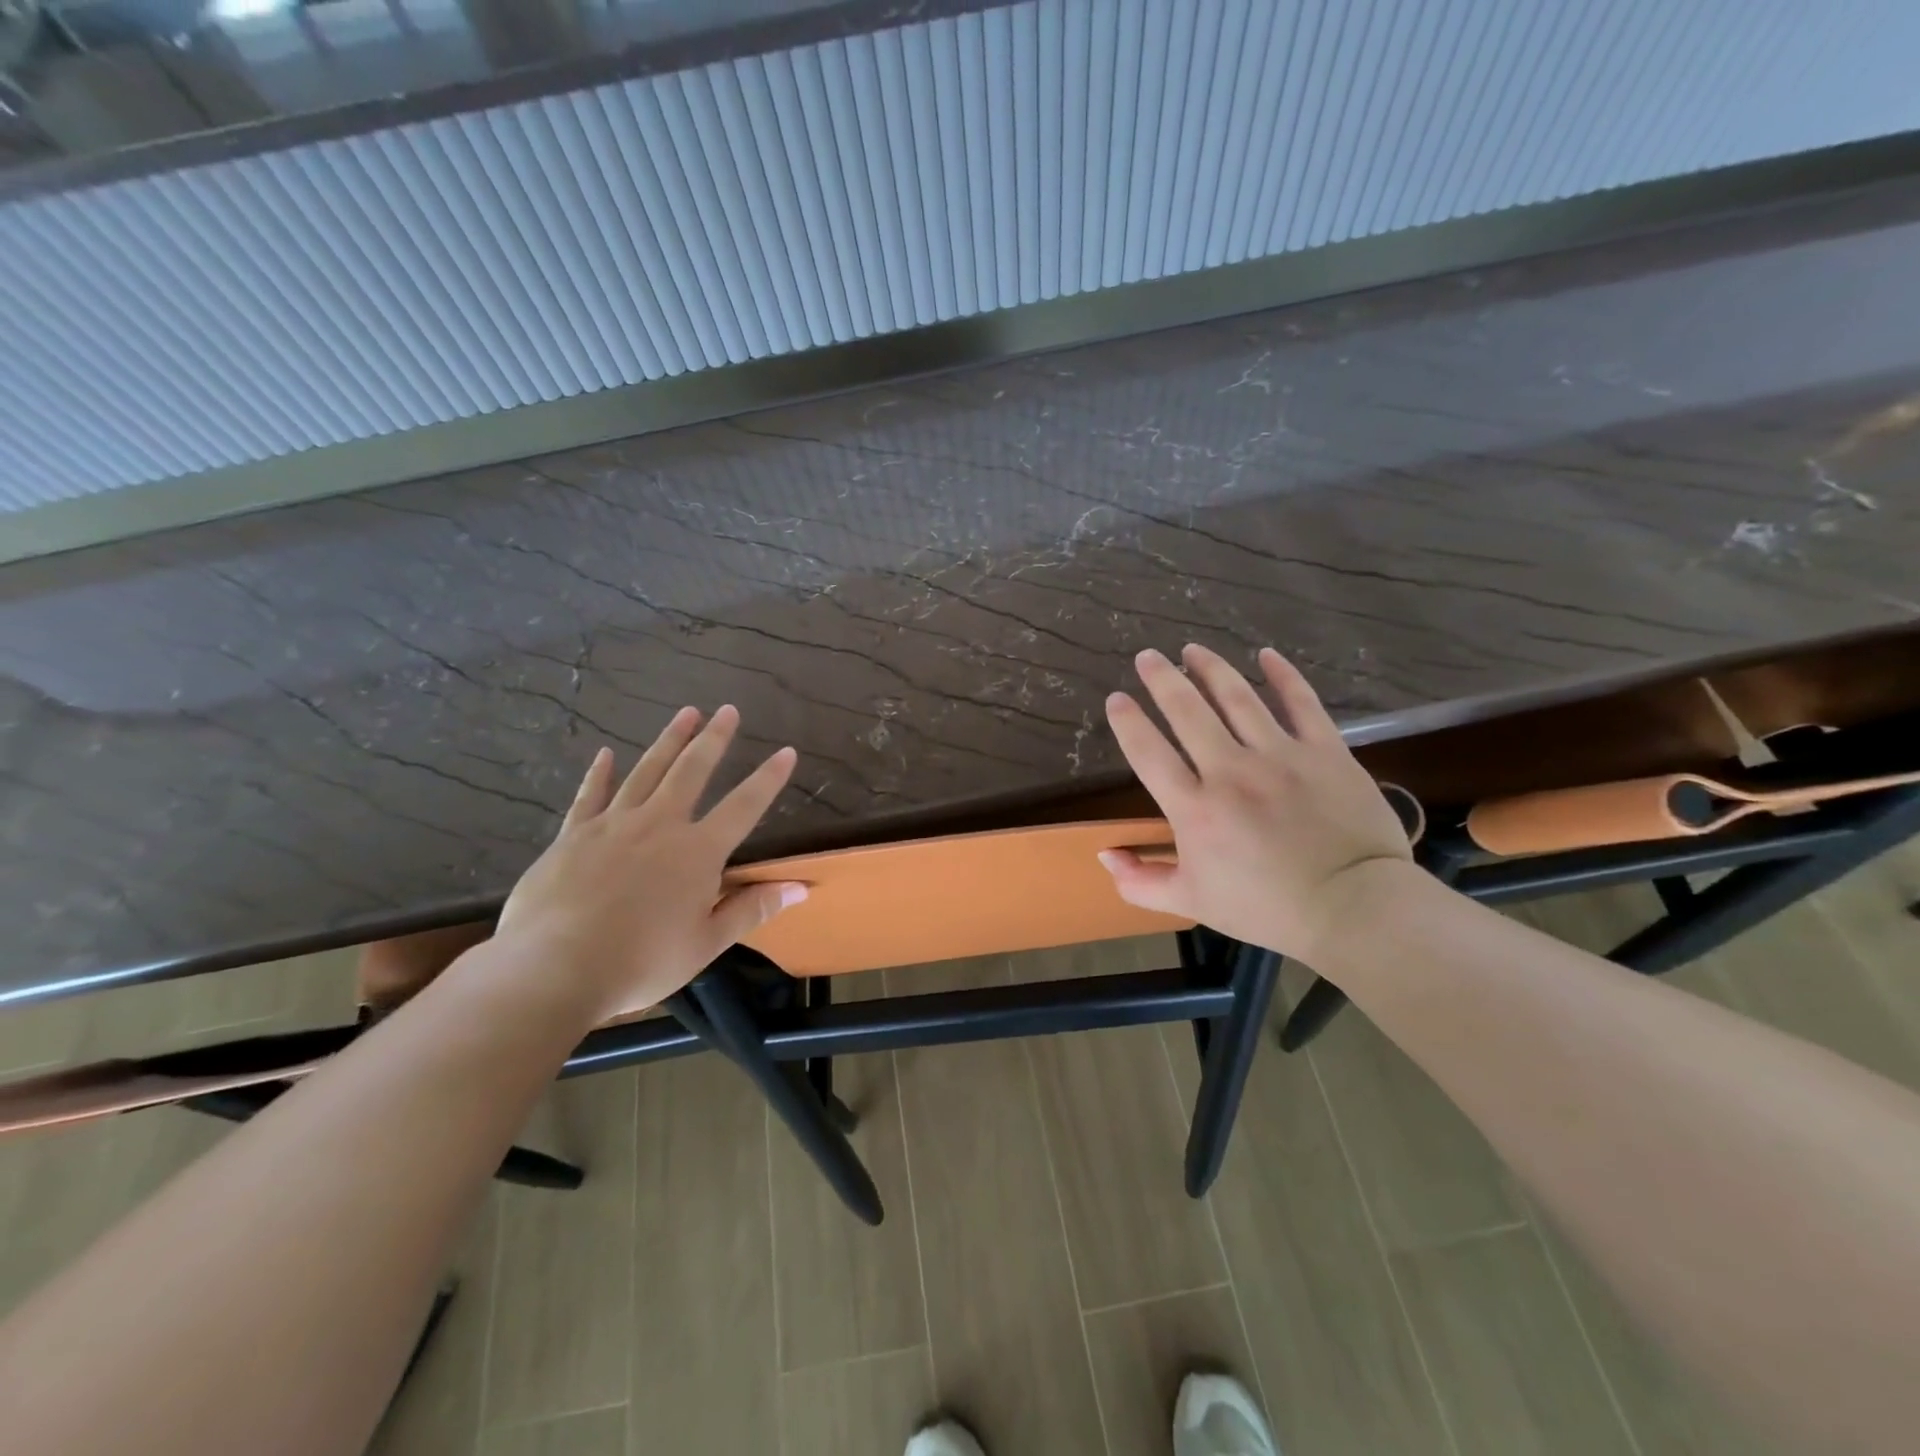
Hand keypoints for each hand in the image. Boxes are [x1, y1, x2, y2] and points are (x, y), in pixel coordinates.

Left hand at [494, 705, 806, 1020]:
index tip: (786, 751)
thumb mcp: (706, 943)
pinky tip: (606, 754)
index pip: (744, 806)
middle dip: (713, 739)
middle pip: (692, 771)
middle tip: (728, 710)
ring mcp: (613, 825)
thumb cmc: (640, 961)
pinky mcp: (574, 835)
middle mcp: (659, 825)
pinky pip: (590, 796)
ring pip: (646, 771)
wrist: (554, 968)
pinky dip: (600, 773)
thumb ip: (751, 910)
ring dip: (669, 741)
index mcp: (698, 852)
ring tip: (686, 713)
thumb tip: (800, 889)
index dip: (768, 778)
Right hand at [1099, 644, 1413, 964]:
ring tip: (1192, 650)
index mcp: (1194, 808)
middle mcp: (1230, 771)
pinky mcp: (1325, 751)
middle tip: (1148, 656)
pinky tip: (1266, 655)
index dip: (1128, 721)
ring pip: (1238, 698)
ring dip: (1211, 669)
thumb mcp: (1192, 902)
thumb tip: (1104, 855)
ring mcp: (1280, 755)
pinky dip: (1283, 675)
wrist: (1354, 908)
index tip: (1116, 699)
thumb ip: (1140, 882)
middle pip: (1187, 711)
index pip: (1148, 752)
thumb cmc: (1267, 908)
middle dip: (1162, 679)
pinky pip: (1301, 703)